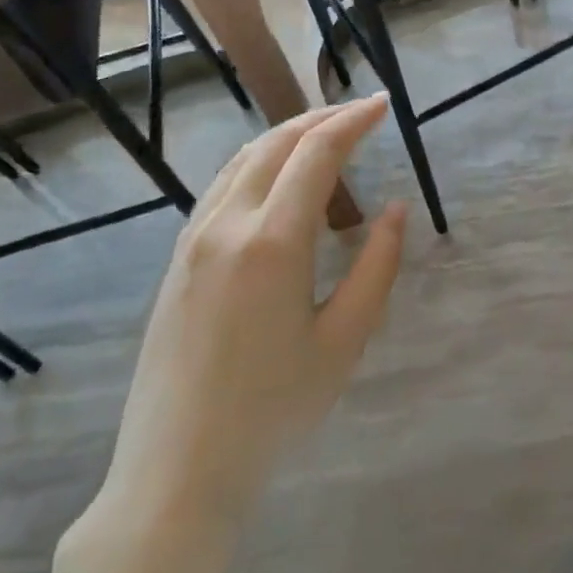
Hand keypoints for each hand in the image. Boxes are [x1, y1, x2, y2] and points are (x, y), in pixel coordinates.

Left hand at [57, 96, 404, 572]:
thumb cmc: (276, 407)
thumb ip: (376, 265)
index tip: (382, 105)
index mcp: (272, 242)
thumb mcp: (345, 338)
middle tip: (360, 112)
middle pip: (275, 145)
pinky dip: (258, 164)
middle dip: (321, 118)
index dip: (353, 121)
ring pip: (241, 161)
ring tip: (324, 135)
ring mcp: (193, 241)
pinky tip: (277, 180)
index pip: (316, 154)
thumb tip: (394, 210)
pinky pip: (221, 188)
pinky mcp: (178, 261)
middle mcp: (226, 226)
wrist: (179, 467)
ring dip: (286, 137)